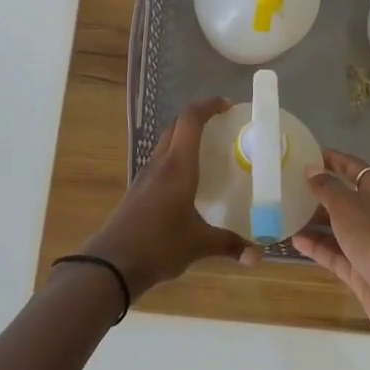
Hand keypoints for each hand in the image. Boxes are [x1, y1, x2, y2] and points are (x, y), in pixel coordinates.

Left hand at [80, 97, 259, 298]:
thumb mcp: (199, 244)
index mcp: (177, 165)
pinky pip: (160, 162)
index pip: (190, 119)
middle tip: (222, 126)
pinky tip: (187, 180)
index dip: (208, 105)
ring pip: (166, 143)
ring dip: (184, 137)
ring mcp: (145, 176)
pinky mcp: (138, 190)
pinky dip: (175, 158)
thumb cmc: (159, 245)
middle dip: (198, 118)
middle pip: (176, 126)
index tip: (228, 106)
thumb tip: (258, 256)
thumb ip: (230, 245)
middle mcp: (160, 163)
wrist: (111, 264)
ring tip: (208, 150)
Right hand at [290, 151, 369, 353]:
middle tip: (288, 187)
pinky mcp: (362, 271)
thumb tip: (312, 169)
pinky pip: (336, 254)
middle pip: (345, 199)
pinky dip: (317, 247)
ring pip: (339, 228)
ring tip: (285, 214)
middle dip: (319, 193)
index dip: (334, 160)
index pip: (355, 168)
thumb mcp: (347, 206)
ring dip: (315, 222)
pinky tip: (294, 241)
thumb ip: (327, 187)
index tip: (308, 155)